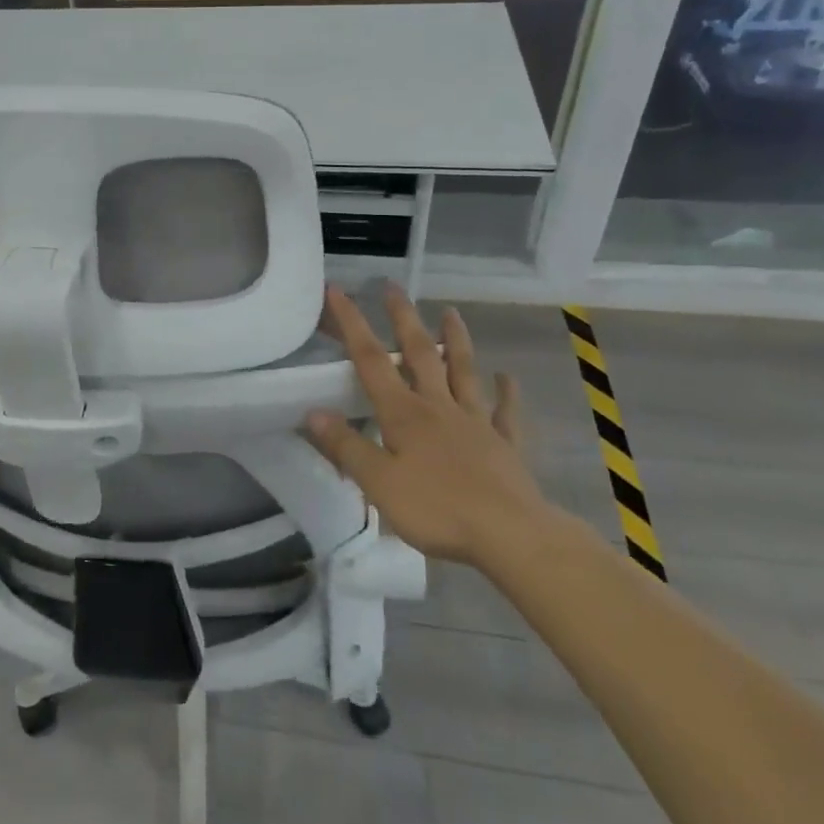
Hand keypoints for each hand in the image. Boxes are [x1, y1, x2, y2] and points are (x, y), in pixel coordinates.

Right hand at [303, 284, 550, 572]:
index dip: (352, 324)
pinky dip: (506, 393)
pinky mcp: (504, 445)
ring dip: (456, 340)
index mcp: (404, 414)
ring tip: (450, 311)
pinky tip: (507, 376)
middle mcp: (438, 406)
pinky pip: (505, 412)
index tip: (338, 291)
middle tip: (393, 287)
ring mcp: (475, 422)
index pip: (371, 360)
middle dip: (403, 318)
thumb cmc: (437, 509)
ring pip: (464, 372)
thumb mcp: (378, 483)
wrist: (511, 536)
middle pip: (419, 353)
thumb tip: (313, 412)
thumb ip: (346, 446)